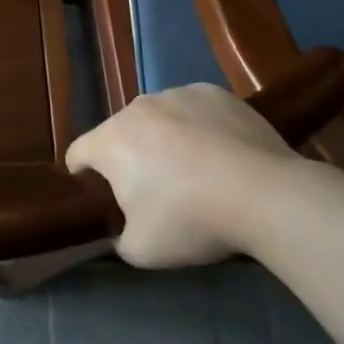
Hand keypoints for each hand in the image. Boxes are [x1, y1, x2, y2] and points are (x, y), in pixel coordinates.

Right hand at [65, 85, 307, 267]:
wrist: (266, 195)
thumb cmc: (192, 219)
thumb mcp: (142, 250)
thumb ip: (118, 239)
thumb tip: (121, 232)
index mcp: (110, 141)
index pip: (77, 153)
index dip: (82, 176)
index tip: (99, 196)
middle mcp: (137, 108)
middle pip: (120, 134)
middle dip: (130, 158)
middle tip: (156, 191)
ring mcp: (178, 94)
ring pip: (158, 119)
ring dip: (164, 139)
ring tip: (196, 170)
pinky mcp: (214, 92)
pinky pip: (194, 110)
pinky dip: (198, 127)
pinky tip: (222, 152)